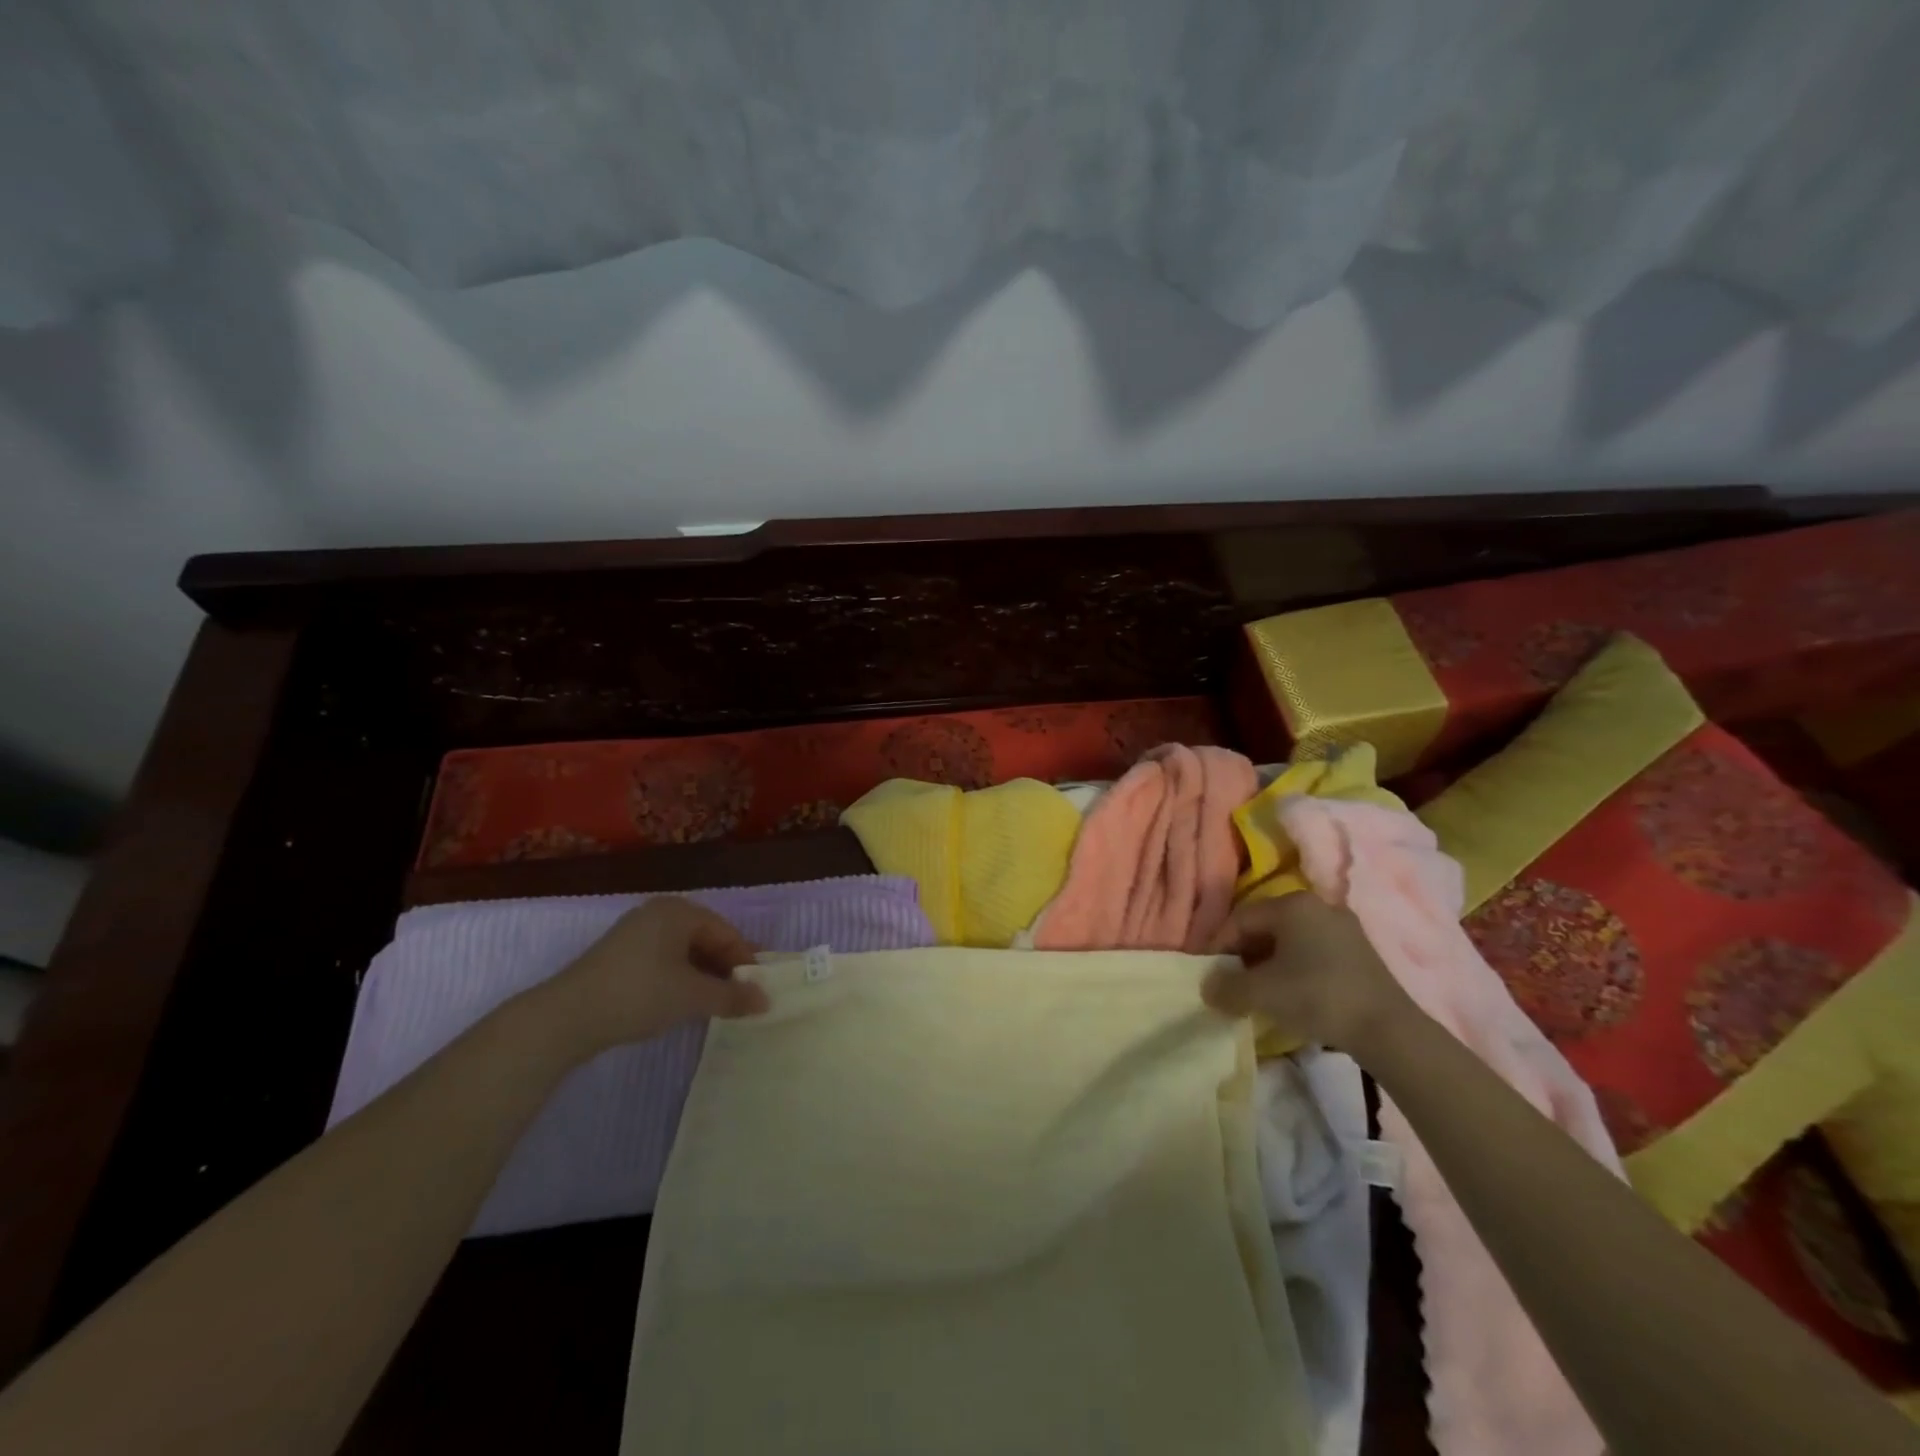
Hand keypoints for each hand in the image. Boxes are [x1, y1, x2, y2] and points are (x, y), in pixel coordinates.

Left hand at [534, 897, 768, 1057]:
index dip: (746, 961)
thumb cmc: (639, 994)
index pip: (727, 932)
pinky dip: (680, 978)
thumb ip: (733, 996)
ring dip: (704, 975)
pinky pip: (664, 960)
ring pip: (684, 951)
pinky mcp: (619, 956)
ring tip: (715, 1003)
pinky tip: (683, 1002)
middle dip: (725, 968)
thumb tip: (766, 1001)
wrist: (565, 1017)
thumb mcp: (693, 996)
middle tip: (741, 997)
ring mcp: (635, 933)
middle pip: (706, 938)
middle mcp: (658, 913)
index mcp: (679, 910)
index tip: (758, 991)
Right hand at [1201, 892, 1414, 1054]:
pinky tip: (1293, 994)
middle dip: (1244, 955)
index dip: (1218, 946)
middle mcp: (1318, 905)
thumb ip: (1226, 987)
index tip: (1211, 975)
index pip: (1240, 919)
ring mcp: (1343, 927)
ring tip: (1261, 992)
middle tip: (1233, 983)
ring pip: (1289, 940)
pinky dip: (1294, 969)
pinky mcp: (1360, 952)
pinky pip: (1313, 951)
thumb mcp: (1261, 993)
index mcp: (1291, 904)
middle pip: (1265, 926)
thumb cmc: (1317, 997)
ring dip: (1268, 963)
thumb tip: (1207, 988)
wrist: (1388, 1029)